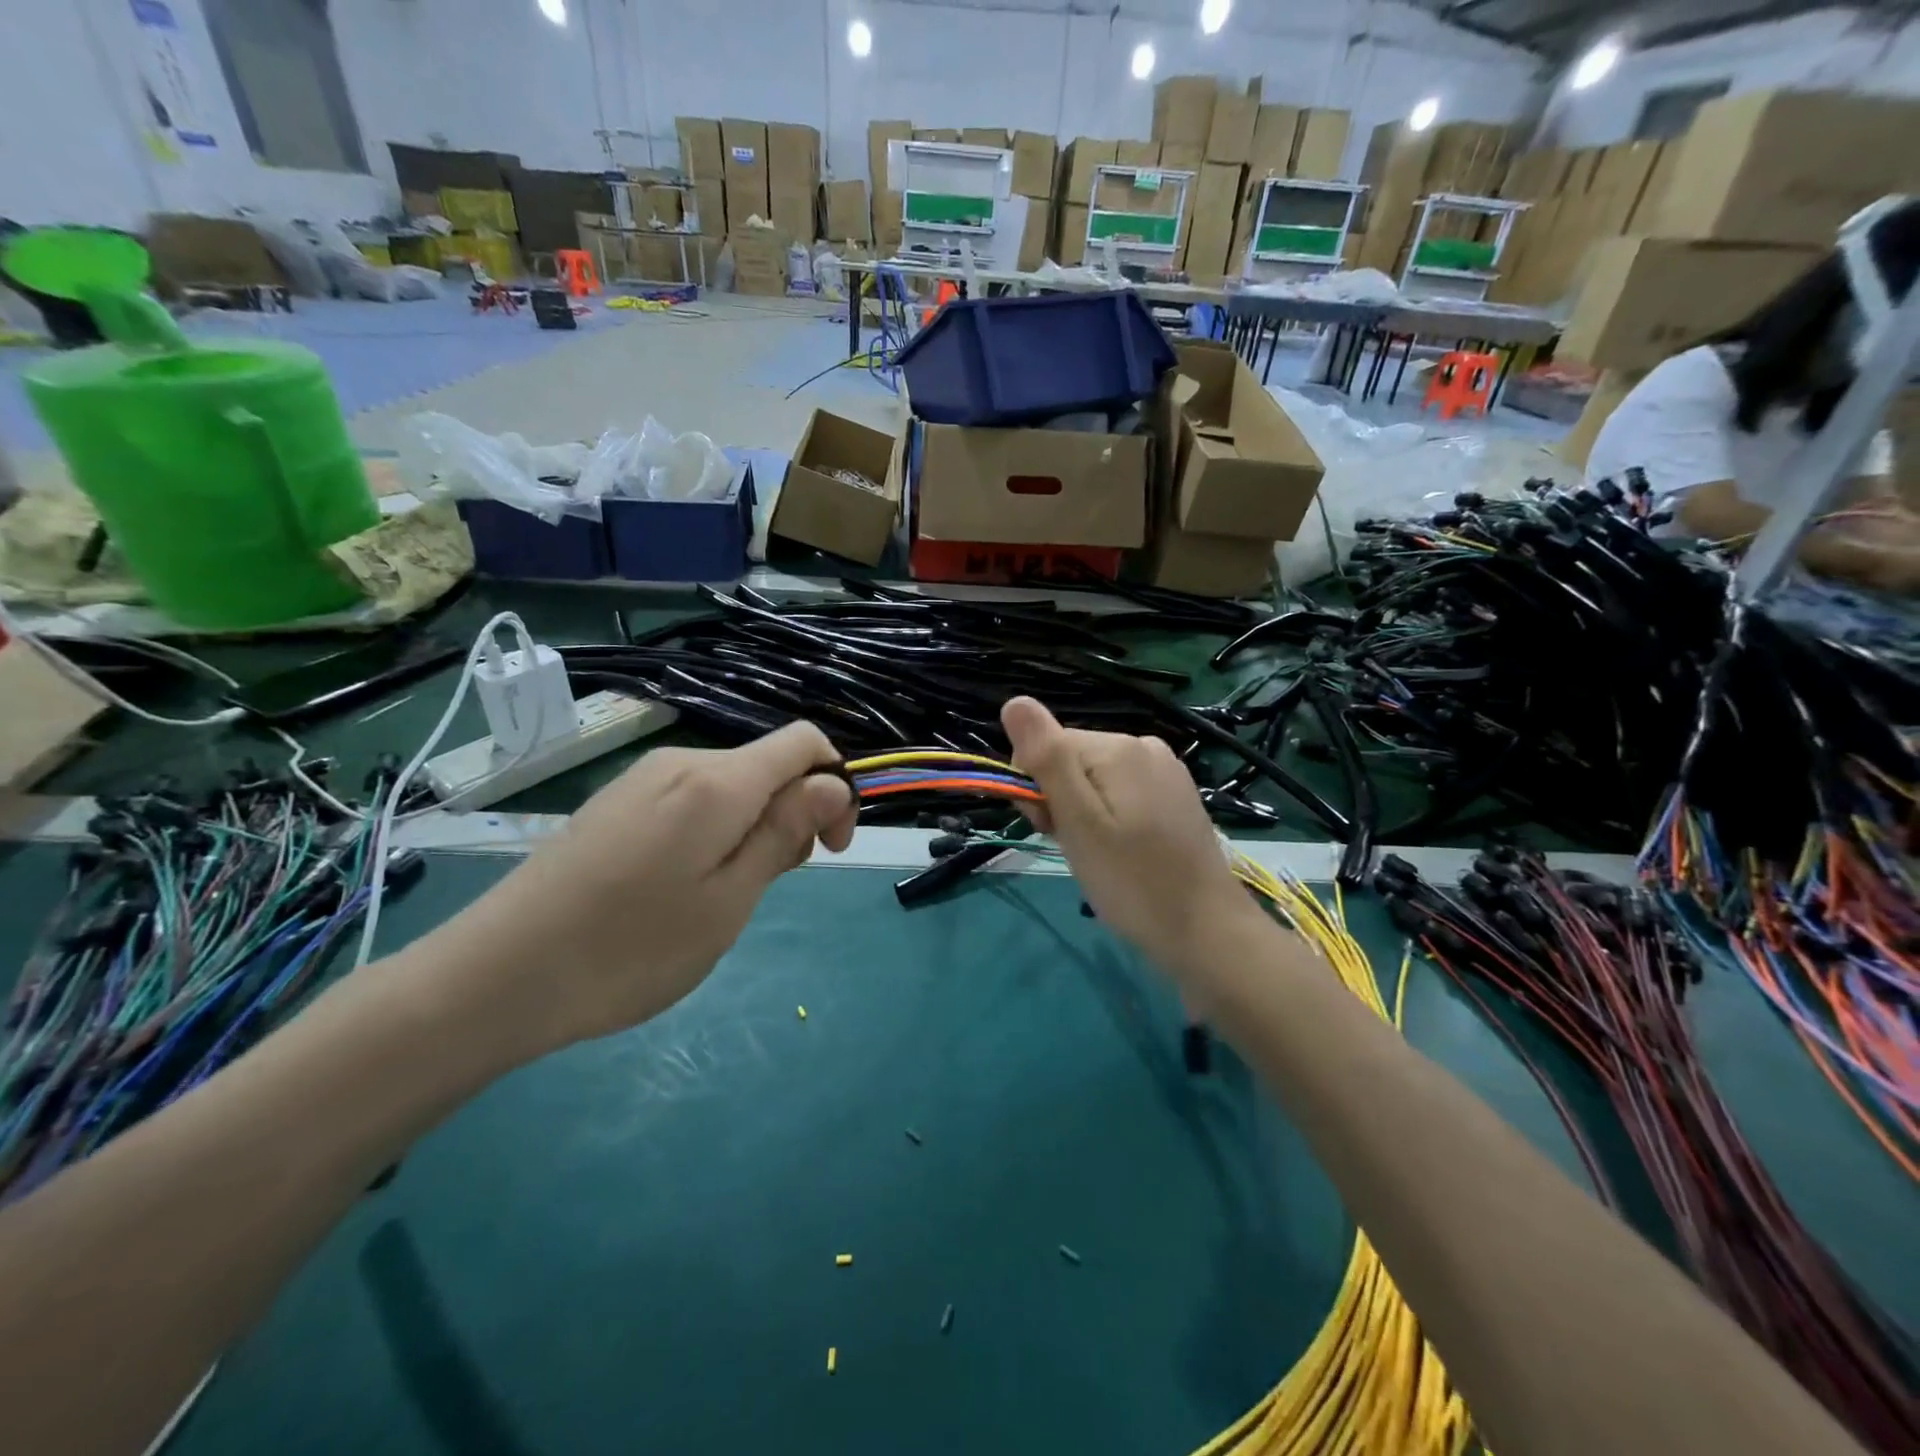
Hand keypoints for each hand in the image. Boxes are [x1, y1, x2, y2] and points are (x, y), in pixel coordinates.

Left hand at [413, 722, 854, 1052]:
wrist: (496, 977)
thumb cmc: (630, 948)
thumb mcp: (729, 899)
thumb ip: (785, 832)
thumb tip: (833, 783)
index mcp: (717, 781)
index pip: (804, 742)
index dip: (834, 785)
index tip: (829, 848)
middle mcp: (680, 762)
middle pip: (768, 765)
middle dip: (792, 814)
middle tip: (766, 887)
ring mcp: (642, 781)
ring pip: (731, 785)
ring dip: (752, 828)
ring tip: (721, 896)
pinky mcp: (617, 803)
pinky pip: (691, 800)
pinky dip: (713, 832)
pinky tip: (680, 886)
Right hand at [1002, 696, 1265, 984]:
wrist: (1207, 932)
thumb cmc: (1133, 882)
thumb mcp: (1079, 822)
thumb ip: (1047, 759)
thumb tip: (1014, 701)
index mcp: (1119, 747)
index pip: (1046, 747)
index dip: (1037, 791)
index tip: (1052, 831)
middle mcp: (1144, 745)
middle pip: (1071, 760)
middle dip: (1061, 801)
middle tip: (1079, 848)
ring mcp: (1165, 770)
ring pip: (1094, 779)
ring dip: (1083, 814)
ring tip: (1102, 855)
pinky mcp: (1175, 795)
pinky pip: (1121, 793)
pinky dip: (1110, 819)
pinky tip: (1123, 851)